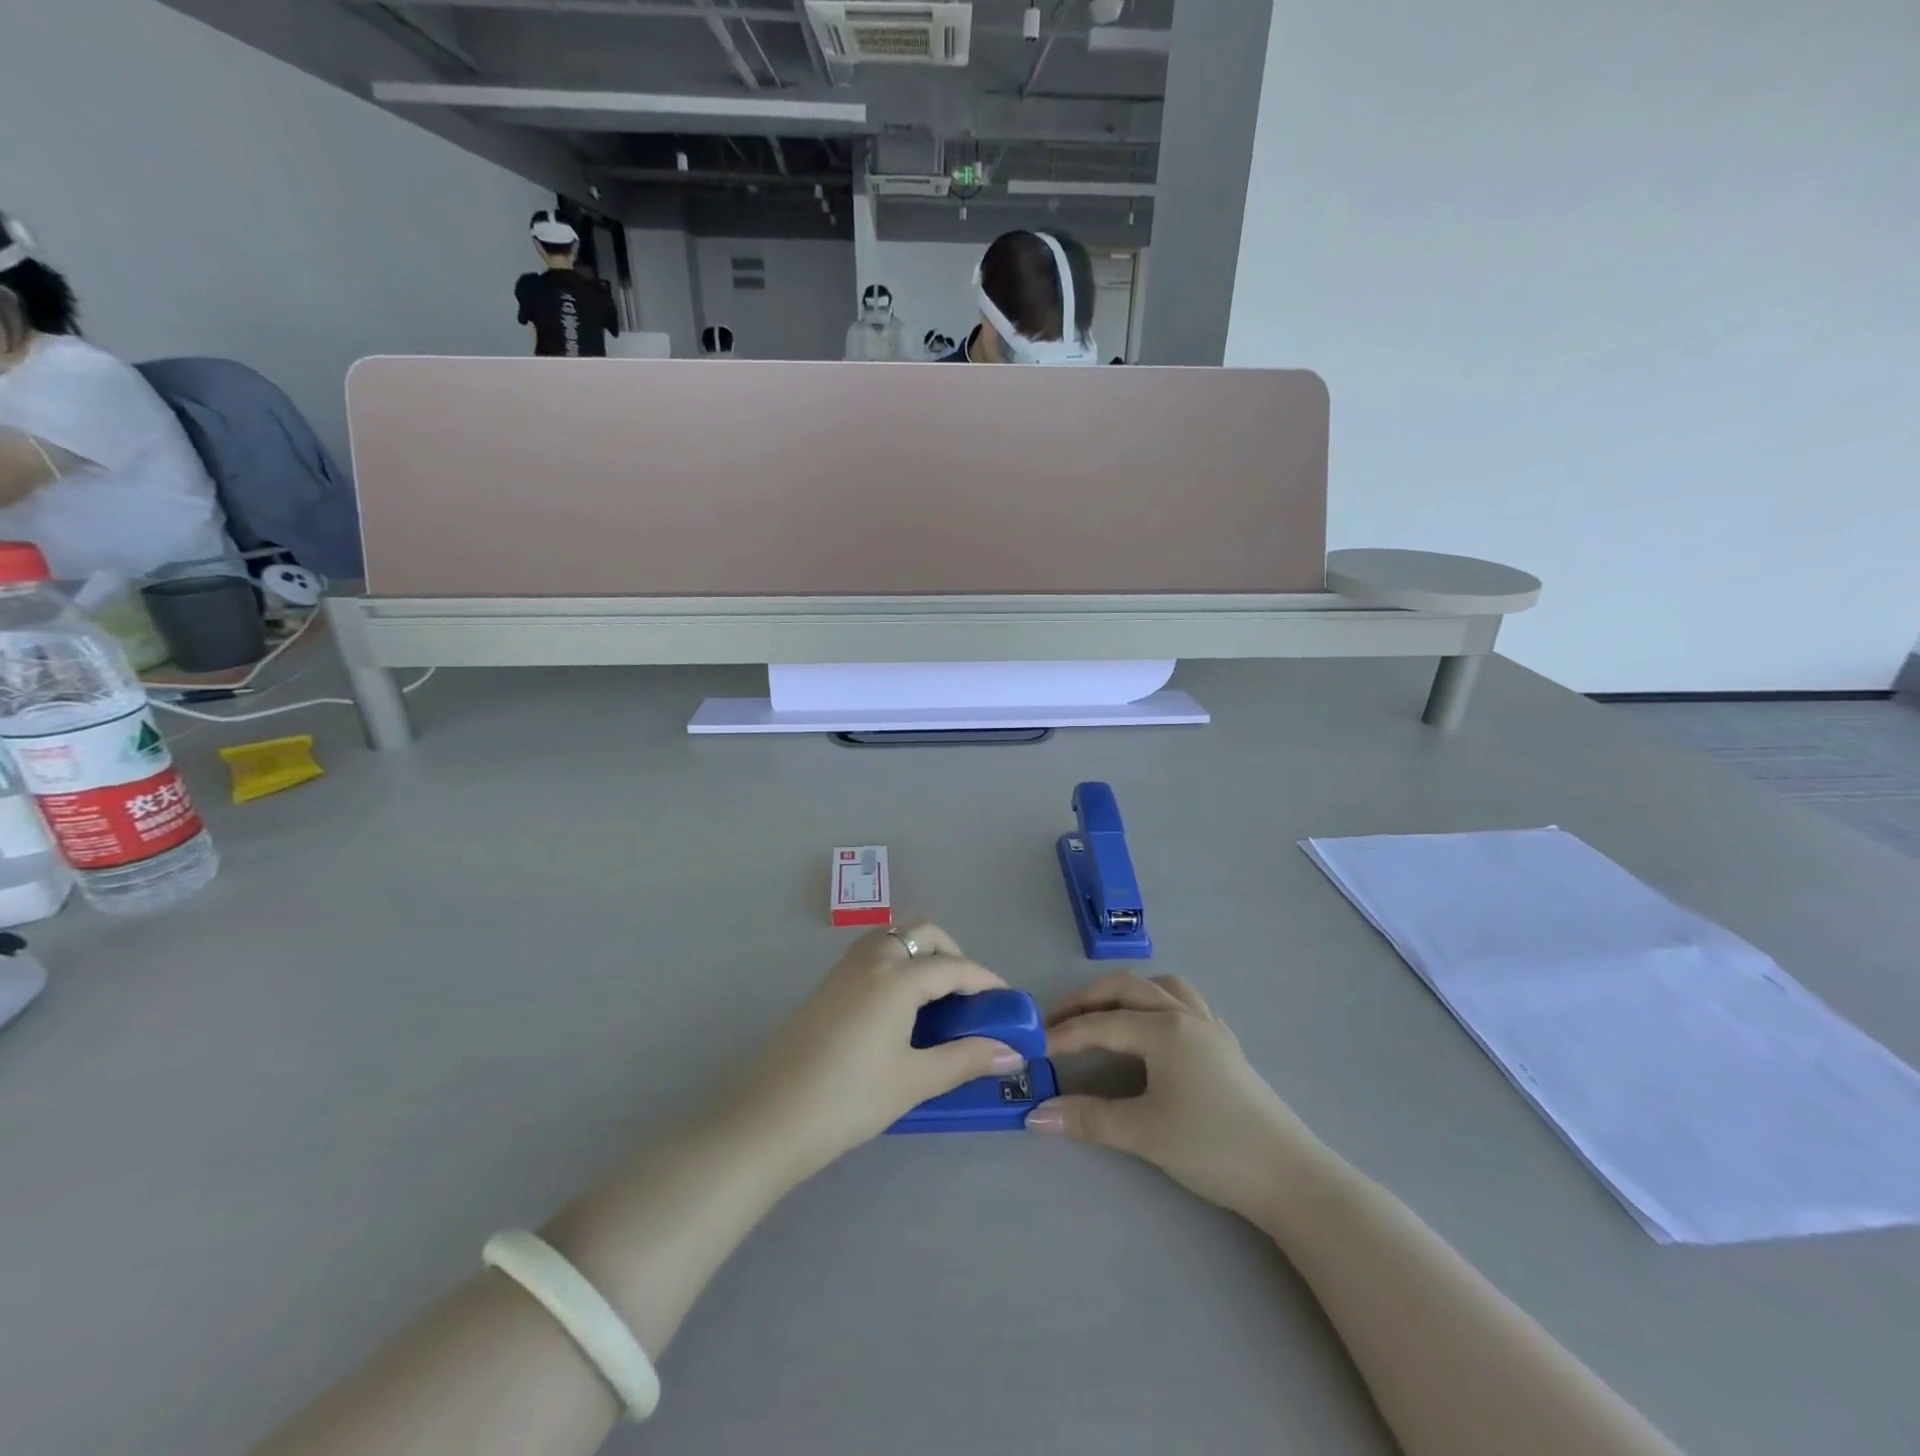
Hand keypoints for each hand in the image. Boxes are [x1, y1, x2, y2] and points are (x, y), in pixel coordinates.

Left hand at [730, 922, 1024, 1177]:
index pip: (954, 966)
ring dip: (922, 954)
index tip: (1008, 1002)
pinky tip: (901, 1008)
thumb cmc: (849, 1099)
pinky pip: (873, 954)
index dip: (985, 981)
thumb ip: (965, 1059)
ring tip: (937, 1000)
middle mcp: (872, 959)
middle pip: (922, 933)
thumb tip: (1011, 1051)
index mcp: (897, 977)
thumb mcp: (913, 1081)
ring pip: (894, 938)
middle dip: (953, 954)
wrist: (770, 1118)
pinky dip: (897, 964)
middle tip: (968, 996)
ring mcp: (845, 968)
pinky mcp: (827, 984)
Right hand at [1027, 974, 1316, 1221]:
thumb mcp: (1143, 1134)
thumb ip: (1087, 1119)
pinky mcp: (1226, 1045)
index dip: (1063, 1035)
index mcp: (1164, 1029)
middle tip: (1057, 1020)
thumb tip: (1035, 1114)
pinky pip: (1185, 1003)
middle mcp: (1185, 1015)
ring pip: (1161, 987)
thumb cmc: (1212, 1147)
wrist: (1289, 1176)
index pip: (1100, 1024)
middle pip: (1127, 988)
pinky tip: (1154, 1029)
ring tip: (1104, 1014)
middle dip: (1088, 999)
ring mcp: (1210, 1027)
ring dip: (1127, 993)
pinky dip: (1158, 1003)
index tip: (1032, 1047)